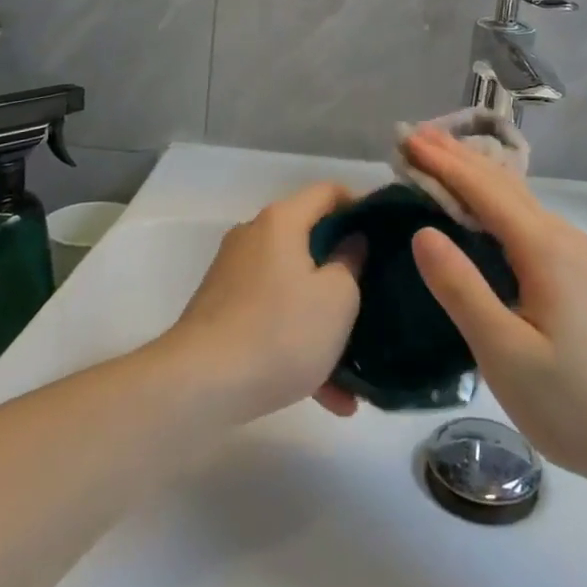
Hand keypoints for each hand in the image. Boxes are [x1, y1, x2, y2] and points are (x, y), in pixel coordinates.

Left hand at [166, 183, 365, 421]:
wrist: (199, 387)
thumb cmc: (280, 331)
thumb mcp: (337, 298)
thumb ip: (351, 262)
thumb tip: (350, 243)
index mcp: (282, 221)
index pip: (328, 192)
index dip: (361, 205)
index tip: (387, 232)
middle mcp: (254, 237)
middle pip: (309, 240)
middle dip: (344, 270)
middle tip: (376, 292)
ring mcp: (234, 276)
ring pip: (293, 287)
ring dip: (324, 319)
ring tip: (356, 365)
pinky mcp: (222, 313)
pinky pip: (272, 317)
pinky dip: (298, 343)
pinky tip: (328, 395)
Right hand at [405, 128, 586, 488]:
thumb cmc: (580, 402)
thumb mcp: (507, 353)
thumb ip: (462, 289)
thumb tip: (422, 231)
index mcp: (543, 247)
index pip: (482, 188)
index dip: (441, 161)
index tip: (405, 139)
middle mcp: (563, 237)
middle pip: (503, 183)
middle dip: (457, 157)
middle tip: (415, 138)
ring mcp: (579, 256)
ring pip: (520, 201)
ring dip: (477, 177)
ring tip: (443, 163)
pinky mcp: (585, 277)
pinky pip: (530, 221)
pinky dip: (496, 204)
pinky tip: (488, 215)